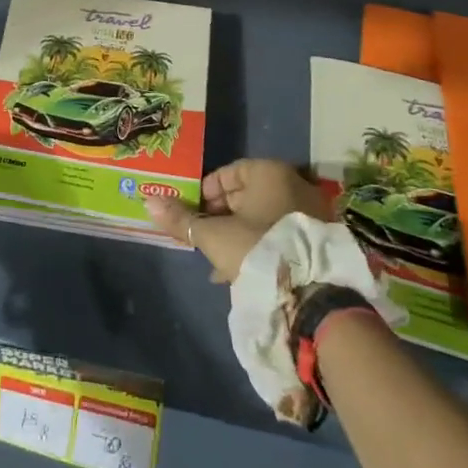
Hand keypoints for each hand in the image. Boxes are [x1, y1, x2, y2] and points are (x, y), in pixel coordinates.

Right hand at [145, 158, 331, 283]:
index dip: (206, 191)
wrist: (311, 294)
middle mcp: (294, 183)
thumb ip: (181, 219)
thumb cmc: (256, 248)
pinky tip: (244, 270)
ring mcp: (311, 211)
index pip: (229, 172)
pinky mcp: (319, 238)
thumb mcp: (212, 235)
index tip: (192, 211)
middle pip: (247, 194)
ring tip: (219, 257)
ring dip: (239, 232)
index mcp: (269, 172)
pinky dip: (261, 244)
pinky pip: (281, 234)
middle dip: (221, 215)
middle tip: (203, 234)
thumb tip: (148, 201)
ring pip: (263, 216)